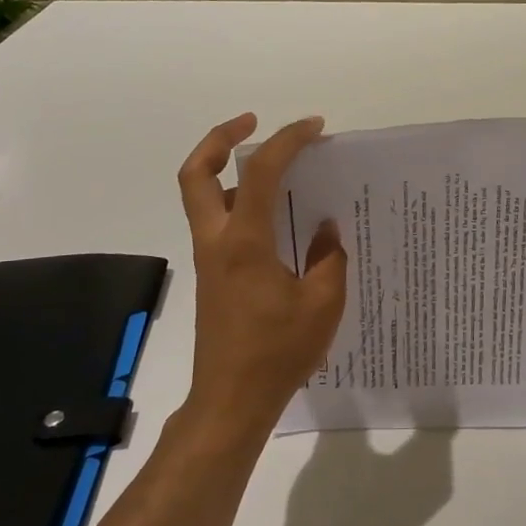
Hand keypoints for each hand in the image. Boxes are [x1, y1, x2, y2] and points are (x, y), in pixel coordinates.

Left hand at [176, 113, 347, 440]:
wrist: (231, 401)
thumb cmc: (278, 352)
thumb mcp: (323, 304)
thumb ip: (330, 258)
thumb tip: (326, 230)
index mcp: (244, 242)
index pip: (259, 172)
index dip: (287, 141)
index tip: (314, 127)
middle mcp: (217, 241)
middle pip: (195, 173)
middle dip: (219, 139)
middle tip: (251, 124)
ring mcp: (209, 260)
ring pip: (202, 197)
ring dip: (227, 172)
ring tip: (273, 170)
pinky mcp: (212, 277)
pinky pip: (218, 224)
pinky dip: (238, 205)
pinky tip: (277, 222)